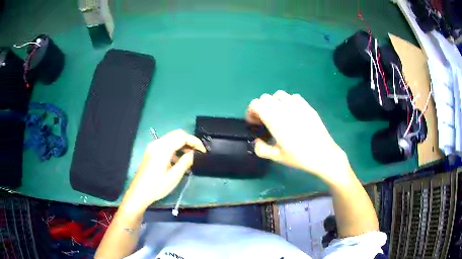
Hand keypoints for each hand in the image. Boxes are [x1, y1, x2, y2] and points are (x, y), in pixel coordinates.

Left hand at [121, 130, 205, 212]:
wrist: (139, 193)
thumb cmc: (156, 187)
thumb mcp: (173, 177)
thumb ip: (185, 162)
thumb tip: (194, 153)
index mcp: (162, 149)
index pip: (181, 136)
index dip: (194, 141)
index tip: (203, 151)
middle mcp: (157, 144)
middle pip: (177, 134)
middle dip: (189, 141)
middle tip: (198, 152)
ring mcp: (153, 147)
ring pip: (172, 138)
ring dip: (183, 144)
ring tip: (191, 157)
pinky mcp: (152, 151)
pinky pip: (166, 144)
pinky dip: (175, 148)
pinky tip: (179, 160)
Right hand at [246, 90, 350, 179]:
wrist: (323, 154)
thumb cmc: (298, 156)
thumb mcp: (276, 156)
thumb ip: (261, 148)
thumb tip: (256, 142)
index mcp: (274, 118)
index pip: (256, 104)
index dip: (251, 112)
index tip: (254, 122)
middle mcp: (284, 107)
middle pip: (265, 98)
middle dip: (261, 107)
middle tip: (264, 120)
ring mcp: (297, 104)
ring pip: (279, 95)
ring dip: (274, 103)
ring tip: (278, 115)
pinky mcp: (307, 106)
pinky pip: (293, 97)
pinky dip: (288, 102)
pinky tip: (292, 114)